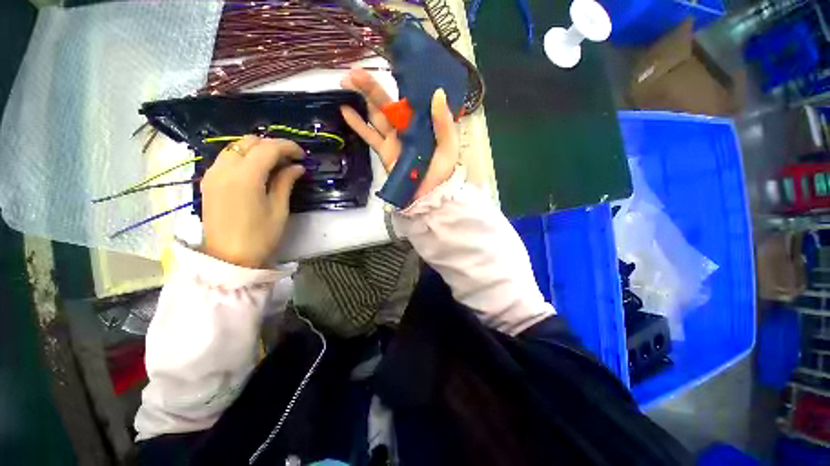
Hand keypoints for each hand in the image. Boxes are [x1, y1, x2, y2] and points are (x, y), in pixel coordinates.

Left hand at [200, 136, 304, 267]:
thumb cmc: (260, 237)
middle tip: (290, 159)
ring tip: (275, 163)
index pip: (268, 148)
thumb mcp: (279, 209)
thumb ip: (285, 182)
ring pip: (235, 147)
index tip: (302, 155)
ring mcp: (213, 174)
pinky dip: (244, 157)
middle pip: (249, 142)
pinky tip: (256, 170)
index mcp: (245, 177)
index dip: (288, 147)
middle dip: (272, 145)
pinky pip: (227, 158)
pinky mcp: (208, 181)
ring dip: (257, 149)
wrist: (228, 259)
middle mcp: (224, 169)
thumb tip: (296, 167)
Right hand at [340, 68, 458, 202]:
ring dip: (361, 99)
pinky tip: (345, 110)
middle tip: (355, 71)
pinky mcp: (383, 152)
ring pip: (375, 115)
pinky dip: (357, 124)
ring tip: (346, 81)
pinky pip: (369, 135)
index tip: (386, 66)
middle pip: (387, 104)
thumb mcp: (449, 147)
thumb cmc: (442, 172)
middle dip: (372, 87)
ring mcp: (393, 139)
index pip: (409, 99)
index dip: (397, 84)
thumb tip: (437, 92)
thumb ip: (444, 123)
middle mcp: (406, 128)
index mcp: (422, 123)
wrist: (427, 196)